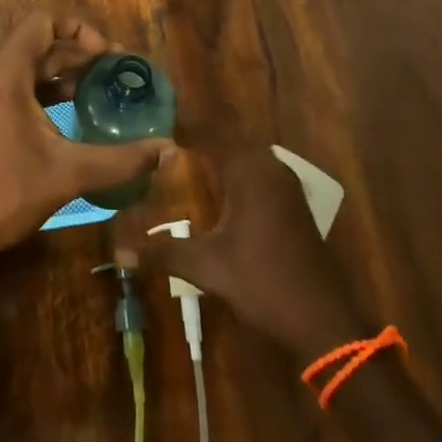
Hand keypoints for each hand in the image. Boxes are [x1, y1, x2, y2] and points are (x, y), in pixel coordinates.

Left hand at [0, 12, 172, 263]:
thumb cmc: (6, 194)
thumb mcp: (69, 173)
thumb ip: (121, 159)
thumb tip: (169, 149)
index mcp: (3, 75)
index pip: (42, 24)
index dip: (78, 30)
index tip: (106, 54)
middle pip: (37, 46)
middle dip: (77, 55)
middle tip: (114, 72)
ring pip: (25, 68)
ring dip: (60, 74)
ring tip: (97, 89)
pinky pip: (11, 86)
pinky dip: (40, 91)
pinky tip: (68, 112)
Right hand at [115, 147, 360, 359]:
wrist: (322, 320)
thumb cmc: (263, 283)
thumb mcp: (207, 266)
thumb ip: (163, 252)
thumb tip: (119, 250)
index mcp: (250, 171)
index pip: (213, 132)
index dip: (186, 125)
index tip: (159, 121)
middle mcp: (270, 168)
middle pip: (231, 139)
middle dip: (201, 137)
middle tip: (168, 141)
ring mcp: (286, 186)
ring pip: (247, 155)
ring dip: (221, 154)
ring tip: (187, 160)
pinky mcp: (293, 204)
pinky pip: (259, 172)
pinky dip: (237, 171)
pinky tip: (218, 190)